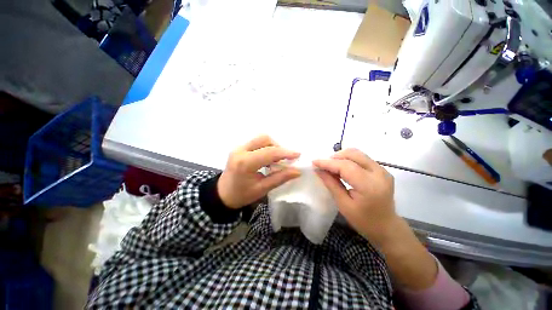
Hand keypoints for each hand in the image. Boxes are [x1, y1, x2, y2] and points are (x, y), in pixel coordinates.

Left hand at [218, 135, 300, 208]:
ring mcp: (238, 147)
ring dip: (272, 146)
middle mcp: (240, 150)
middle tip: (285, 159)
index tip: (298, 154)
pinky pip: (256, 142)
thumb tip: (297, 171)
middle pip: (265, 139)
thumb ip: (280, 178)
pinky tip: (269, 158)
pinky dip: (266, 147)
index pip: (269, 152)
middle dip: (278, 147)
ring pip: (261, 139)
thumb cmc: (242, 195)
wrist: (222, 194)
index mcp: (245, 163)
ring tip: (277, 159)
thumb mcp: (262, 189)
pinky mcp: (239, 147)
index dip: (285, 152)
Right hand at [315, 149, 439, 289]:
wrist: (387, 227)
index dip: (328, 162)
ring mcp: (383, 170)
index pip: (345, 166)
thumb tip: (318, 170)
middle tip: (323, 165)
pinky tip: (342, 169)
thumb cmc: (364, 221)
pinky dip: (349, 160)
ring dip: (342, 157)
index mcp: (369, 185)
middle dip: (335, 157)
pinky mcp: (382, 170)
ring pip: (358, 154)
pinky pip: (362, 158)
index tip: (314, 162)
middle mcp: (379, 173)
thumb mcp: (343, 205)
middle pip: (353, 154)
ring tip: (331, 167)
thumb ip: (331, 184)